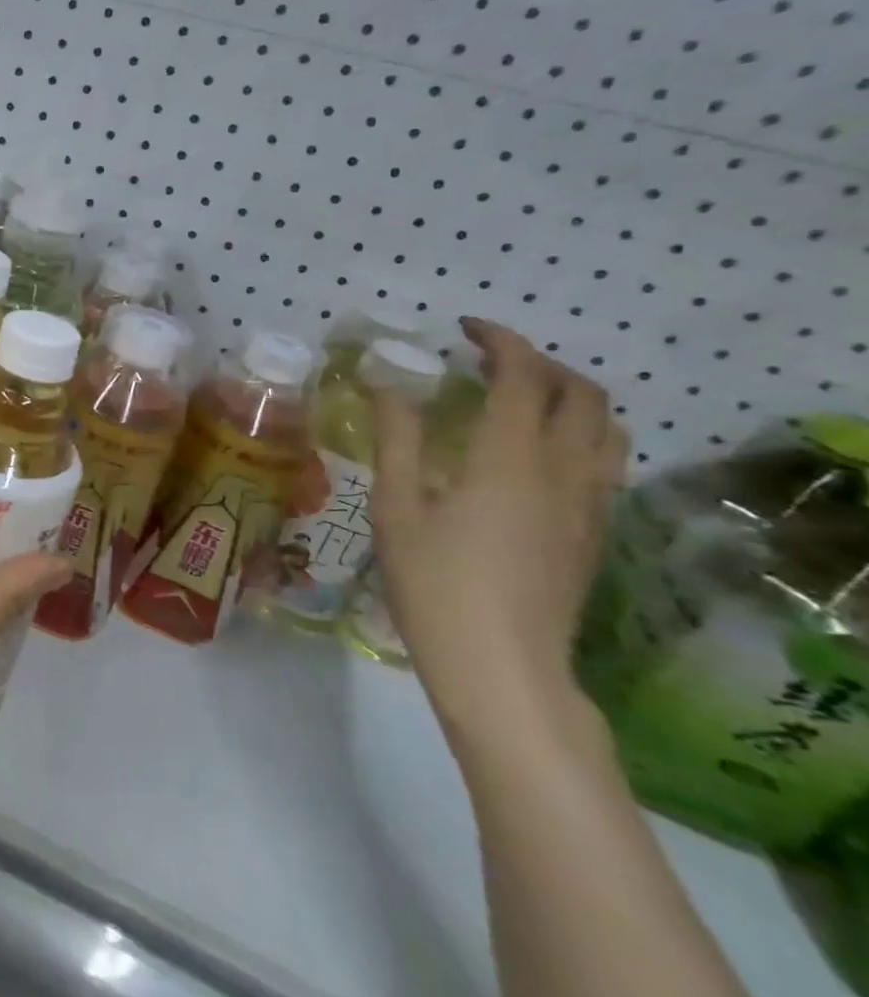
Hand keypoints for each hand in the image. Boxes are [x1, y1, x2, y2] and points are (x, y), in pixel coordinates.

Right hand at [369, 319, 627, 731]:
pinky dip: (580, 434)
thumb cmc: (434, 583)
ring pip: (608, 428)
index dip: (500, 341)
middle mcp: (564, 471)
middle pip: (582, 394)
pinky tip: (537, 454)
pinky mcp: (595, 533)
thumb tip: (388, 385)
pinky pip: (606, 462)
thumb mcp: (397, 508)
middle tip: (491, 362)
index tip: (465, 330)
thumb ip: (398, 440)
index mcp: (511, 459)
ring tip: (522, 400)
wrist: (500, 666)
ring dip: (571, 397)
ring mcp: (590, 505)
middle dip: (541, 364)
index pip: (524, 377)